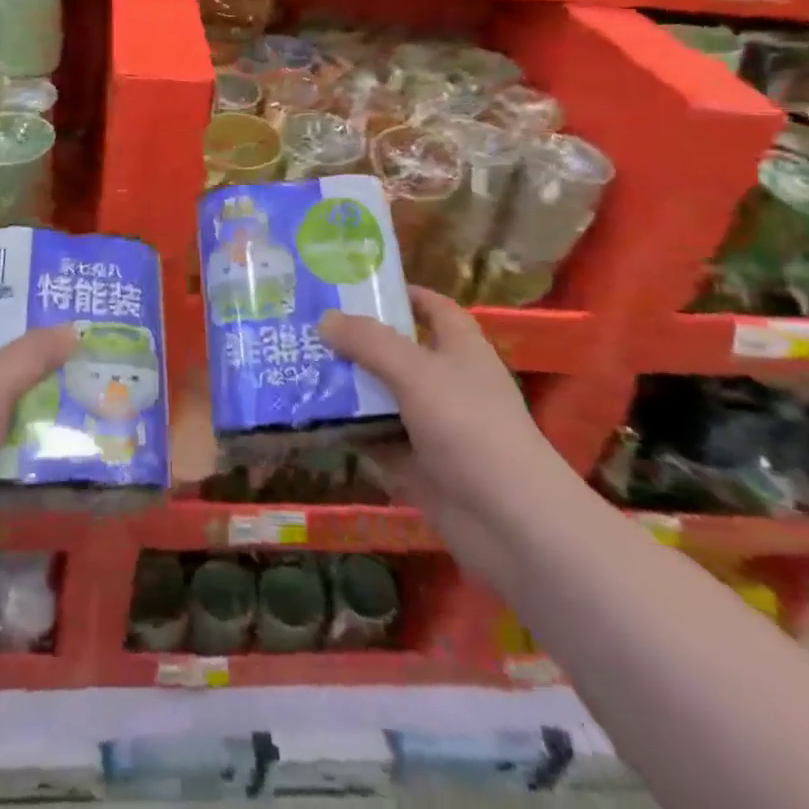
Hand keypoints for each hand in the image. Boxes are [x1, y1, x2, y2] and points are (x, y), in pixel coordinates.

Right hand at [320, 286, 570, 585]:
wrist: (510, 523)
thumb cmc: (470, 427)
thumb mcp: (416, 372)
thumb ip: (369, 342)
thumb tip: (325, 319)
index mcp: (460, 348)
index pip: (432, 307)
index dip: (401, 293)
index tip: (354, 285)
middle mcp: (446, 381)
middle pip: (396, 350)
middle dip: (356, 339)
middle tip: (307, 325)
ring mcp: (431, 425)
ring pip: (381, 395)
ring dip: (346, 385)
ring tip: (297, 365)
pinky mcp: (416, 464)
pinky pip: (374, 437)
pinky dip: (347, 429)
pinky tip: (308, 417)